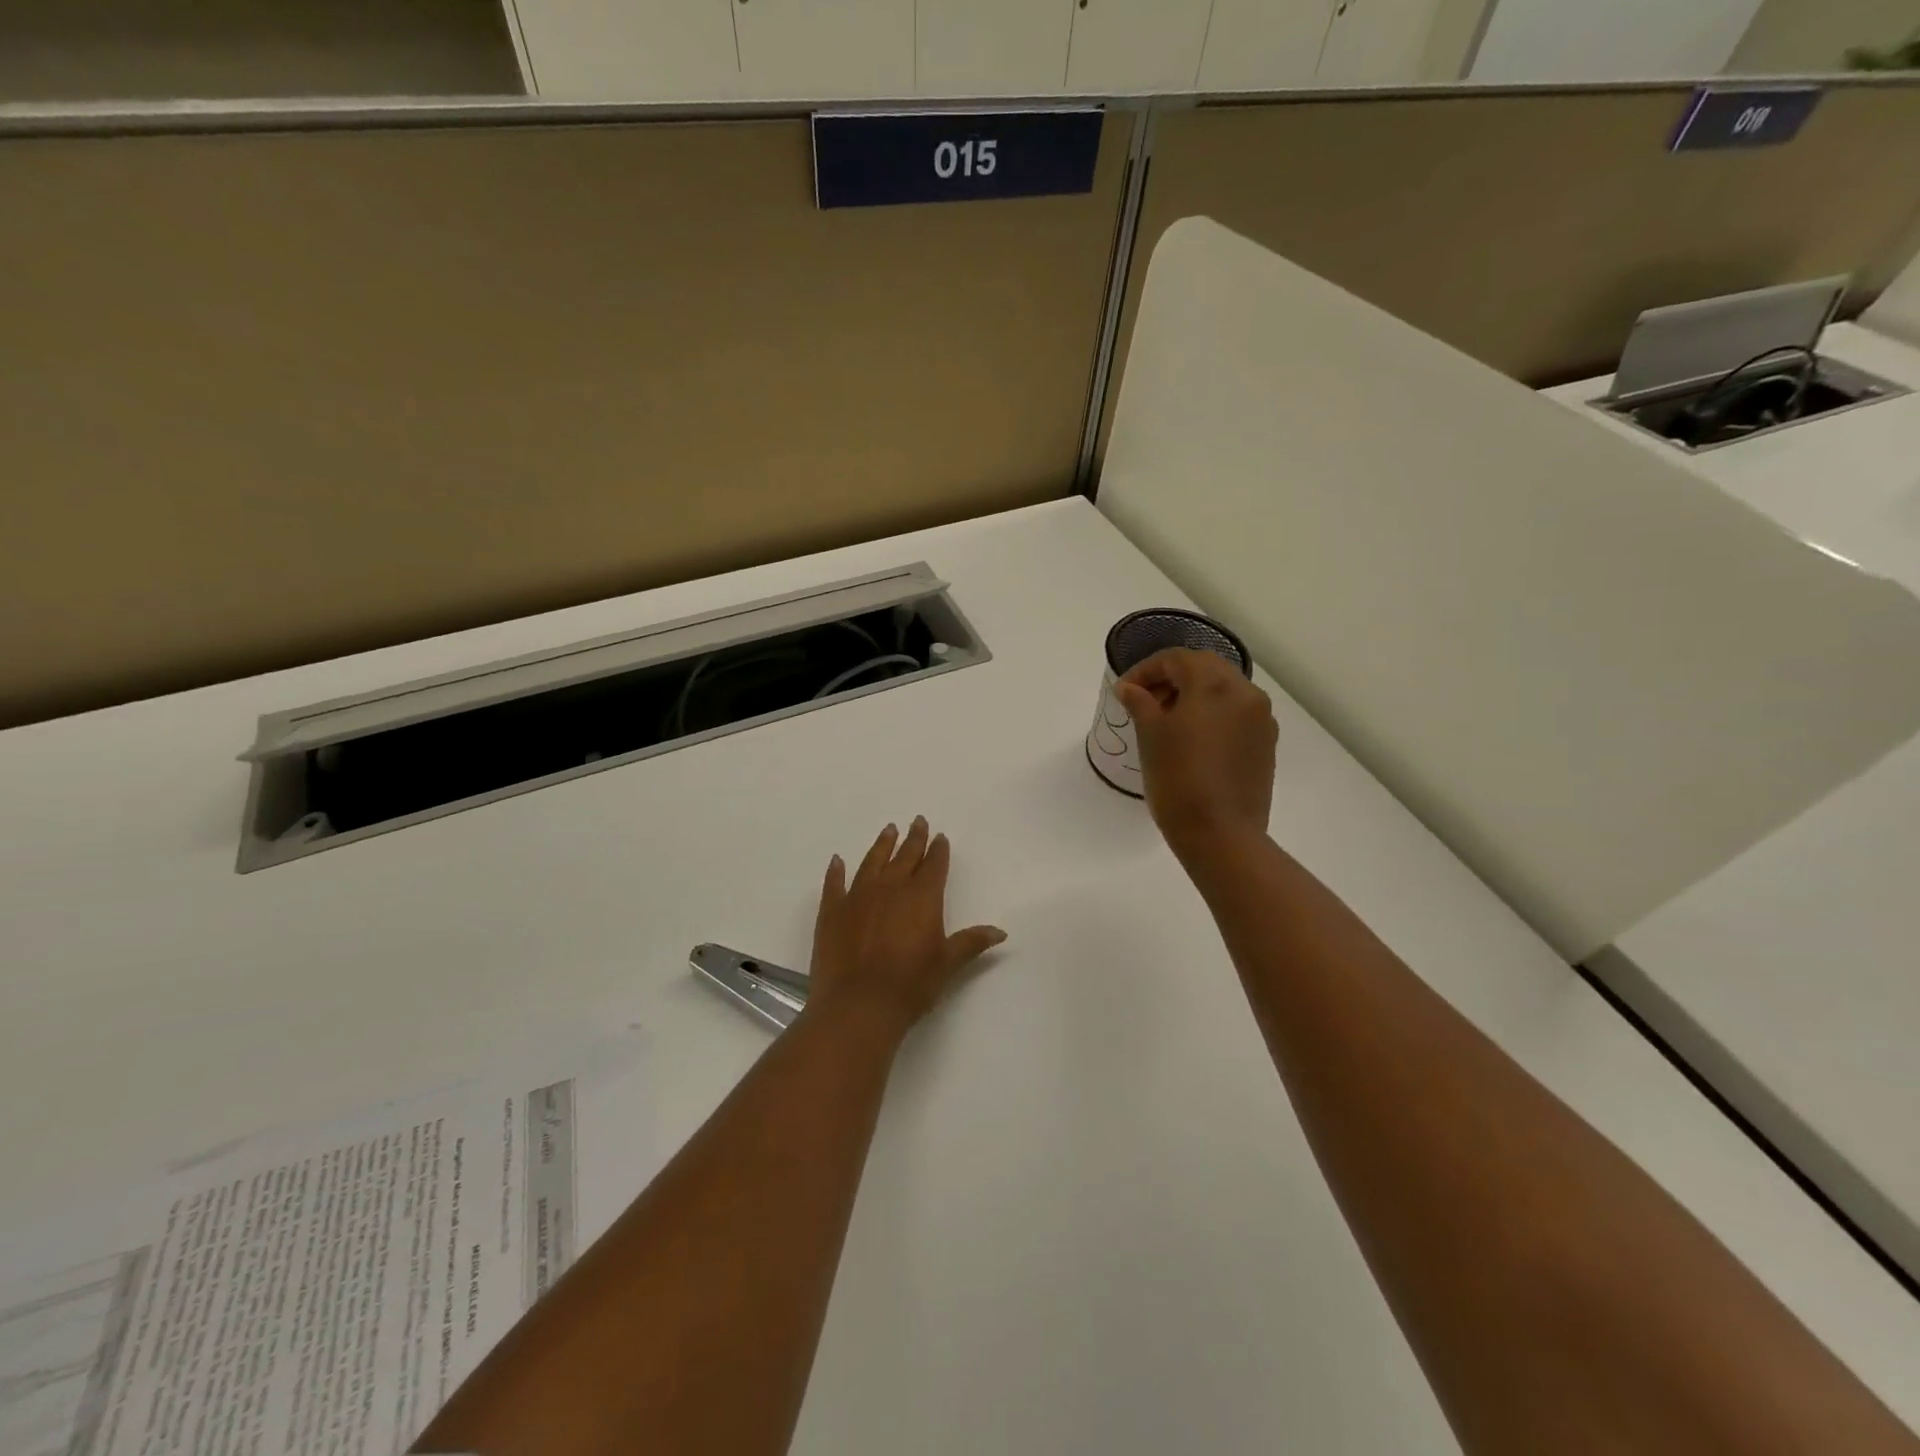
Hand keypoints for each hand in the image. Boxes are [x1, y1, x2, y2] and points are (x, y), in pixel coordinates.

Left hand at [806, 817, 1007, 1036]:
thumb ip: (971, 942)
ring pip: (873, 861)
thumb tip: (1000, 931)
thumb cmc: (911, 984)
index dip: (938, 850)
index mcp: (922, 897)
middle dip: (914, 838)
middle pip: (905, 856)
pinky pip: (834, 883)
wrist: (859, 1004)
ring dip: (882, 845)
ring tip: (888, 830)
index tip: (939, 836)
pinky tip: (837, 861)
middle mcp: (891, 887)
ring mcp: (858, 895)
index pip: (934, 865)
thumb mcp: (947, 963)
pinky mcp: (832, 910)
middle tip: (917, 821)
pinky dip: (836, 871)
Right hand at [1115, 648, 1277, 861]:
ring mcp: (1261, 720)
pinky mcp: (1266, 744)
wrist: (1221, 835)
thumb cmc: (1178, 780)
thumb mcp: (1150, 736)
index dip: (1146, 670)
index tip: (1124, 692)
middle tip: (1144, 701)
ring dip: (1193, 695)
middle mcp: (1246, 693)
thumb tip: (1130, 688)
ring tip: (1165, 721)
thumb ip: (1140, 703)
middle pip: (1205, 669)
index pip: (1177, 659)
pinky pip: (1236, 715)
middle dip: (1172, 678)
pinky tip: (1192, 739)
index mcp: (1215, 685)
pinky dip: (1212, 715)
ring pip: (1223, 691)